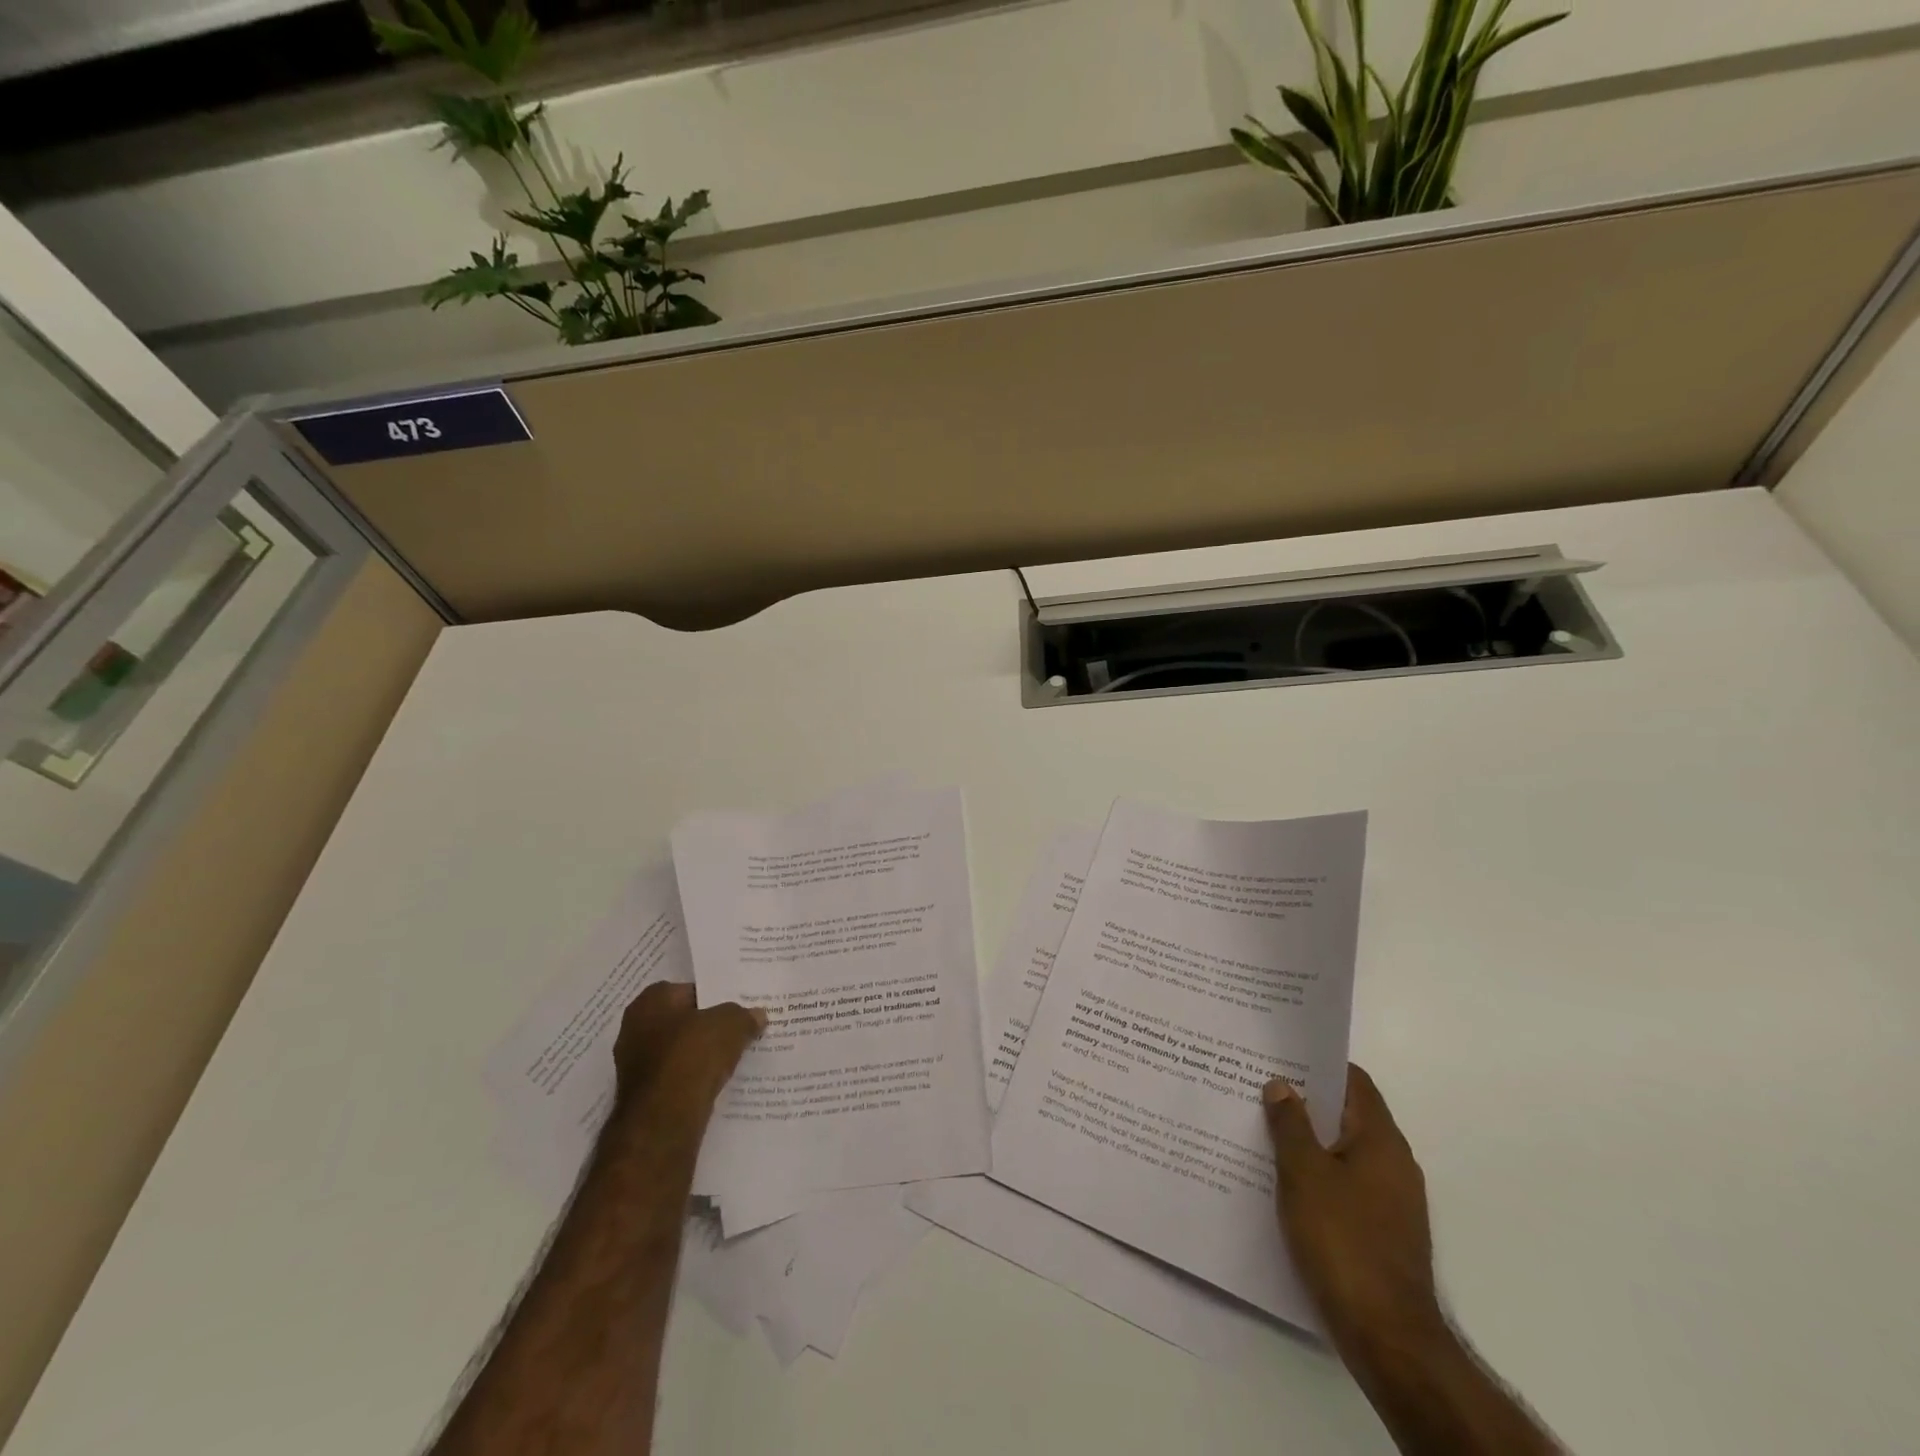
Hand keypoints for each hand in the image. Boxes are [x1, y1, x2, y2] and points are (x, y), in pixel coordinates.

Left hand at [613, 980, 764, 1126]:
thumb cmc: (693, 1055)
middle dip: (706, 1026)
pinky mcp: (642, 1096)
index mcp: (649, 1002)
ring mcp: (635, 1066)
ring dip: (700, 1055)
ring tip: (732, 1057)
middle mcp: (634, 1030)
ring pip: (678, 1052)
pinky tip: (716, 1082)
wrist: (664, 1120)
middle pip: (681, 1022)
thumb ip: (744, 1015)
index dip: (713, 996)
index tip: (735, 1006)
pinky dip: (693, 1079)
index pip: (686, 990)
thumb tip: (757, 1015)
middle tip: (737, 1029)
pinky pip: (675, 1078)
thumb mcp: (731, 1024)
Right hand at [1263, 1065, 1443, 1360]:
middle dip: (1305, 1102)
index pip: (1353, 1081)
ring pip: (1344, 1151)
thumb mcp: (1303, 1173)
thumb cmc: (1343, 1240)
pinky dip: (1317, 1174)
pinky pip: (1346, 1184)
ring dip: (1308, 1140)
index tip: (1280, 1056)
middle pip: (1347, 1114)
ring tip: (1262, 1131)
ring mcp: (1392, 1200)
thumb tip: (1282, 1085)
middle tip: (1259, 1089)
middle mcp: (1394, 1163)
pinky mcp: (1383, 1231)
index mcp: (1381, 1140)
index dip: (1318, 1064)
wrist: (1387, 1336)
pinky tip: (1283, 1182)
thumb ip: (1290, 1124)